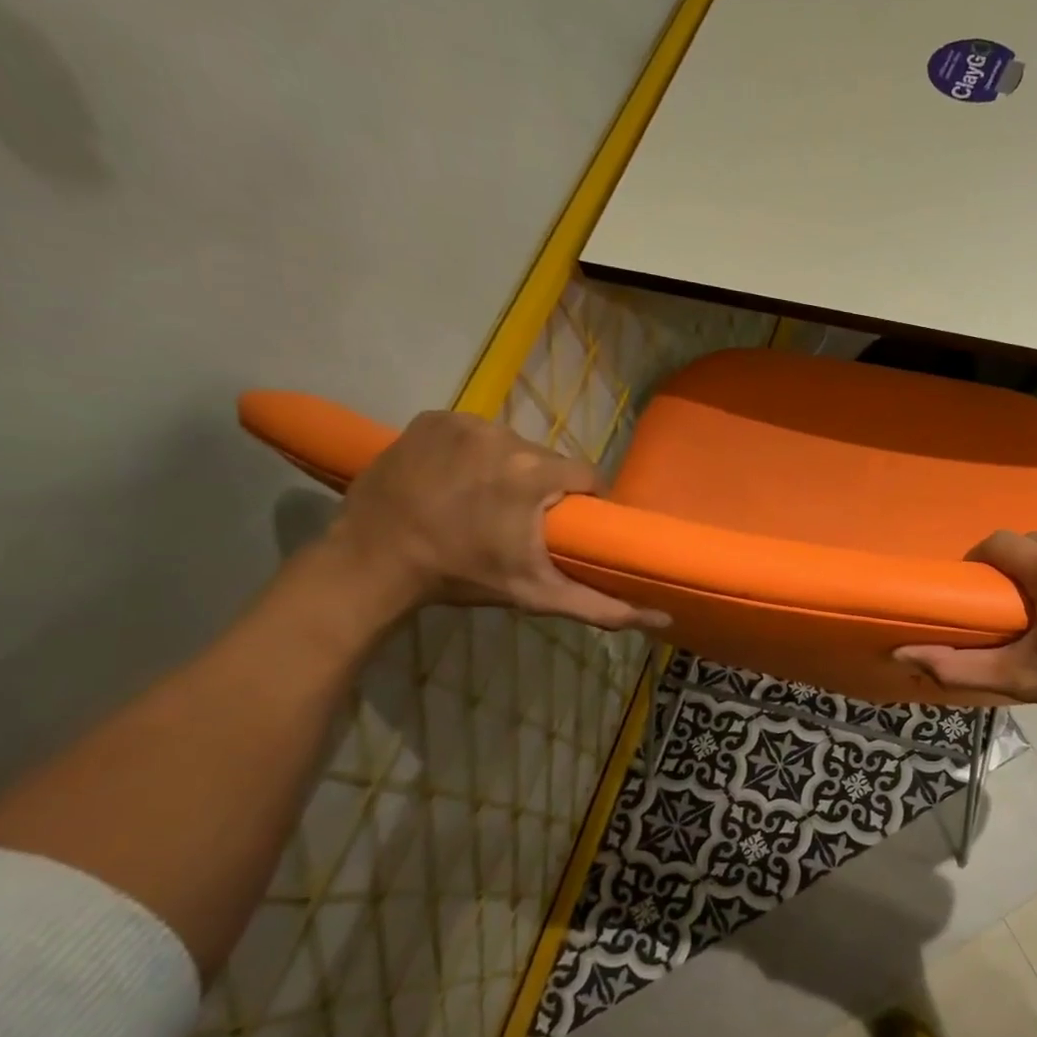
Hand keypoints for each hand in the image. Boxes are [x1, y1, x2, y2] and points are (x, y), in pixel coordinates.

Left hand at [330, 411, 666, 630]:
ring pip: (511, 444)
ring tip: (484, 500)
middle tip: (518, 519)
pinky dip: (471, 451)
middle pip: (547, 460)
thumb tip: (664, 618)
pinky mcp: (431, 418)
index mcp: (534, 474)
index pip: (587, 476)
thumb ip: (603, 607)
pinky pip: (473, 432)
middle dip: (542, 486)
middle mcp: (505, 436)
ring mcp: (464, 422)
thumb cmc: (461, 578)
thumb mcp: (538, 595)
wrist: (371, 564)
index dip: (583, 501)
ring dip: (507, 467)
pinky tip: (454, 478)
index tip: (564, 525)